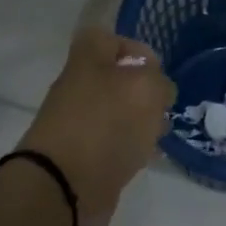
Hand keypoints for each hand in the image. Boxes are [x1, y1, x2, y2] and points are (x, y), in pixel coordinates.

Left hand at [18, 28, 175, 225]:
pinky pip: (112, 142)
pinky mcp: (83, 156)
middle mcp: (79, 87)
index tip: (156, 70)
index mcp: (86, 61)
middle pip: (115, 77)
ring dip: (139, 120)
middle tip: (162, 105)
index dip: (133, 48)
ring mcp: (79, 123)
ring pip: (116, 111)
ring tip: (159, 133)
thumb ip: (158, 81)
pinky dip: (130, 147)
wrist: (63, 187)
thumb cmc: (105, 125)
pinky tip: (146, 157)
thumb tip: (158, 91)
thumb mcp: (145, 89)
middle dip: (143, 90)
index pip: (107, 39)